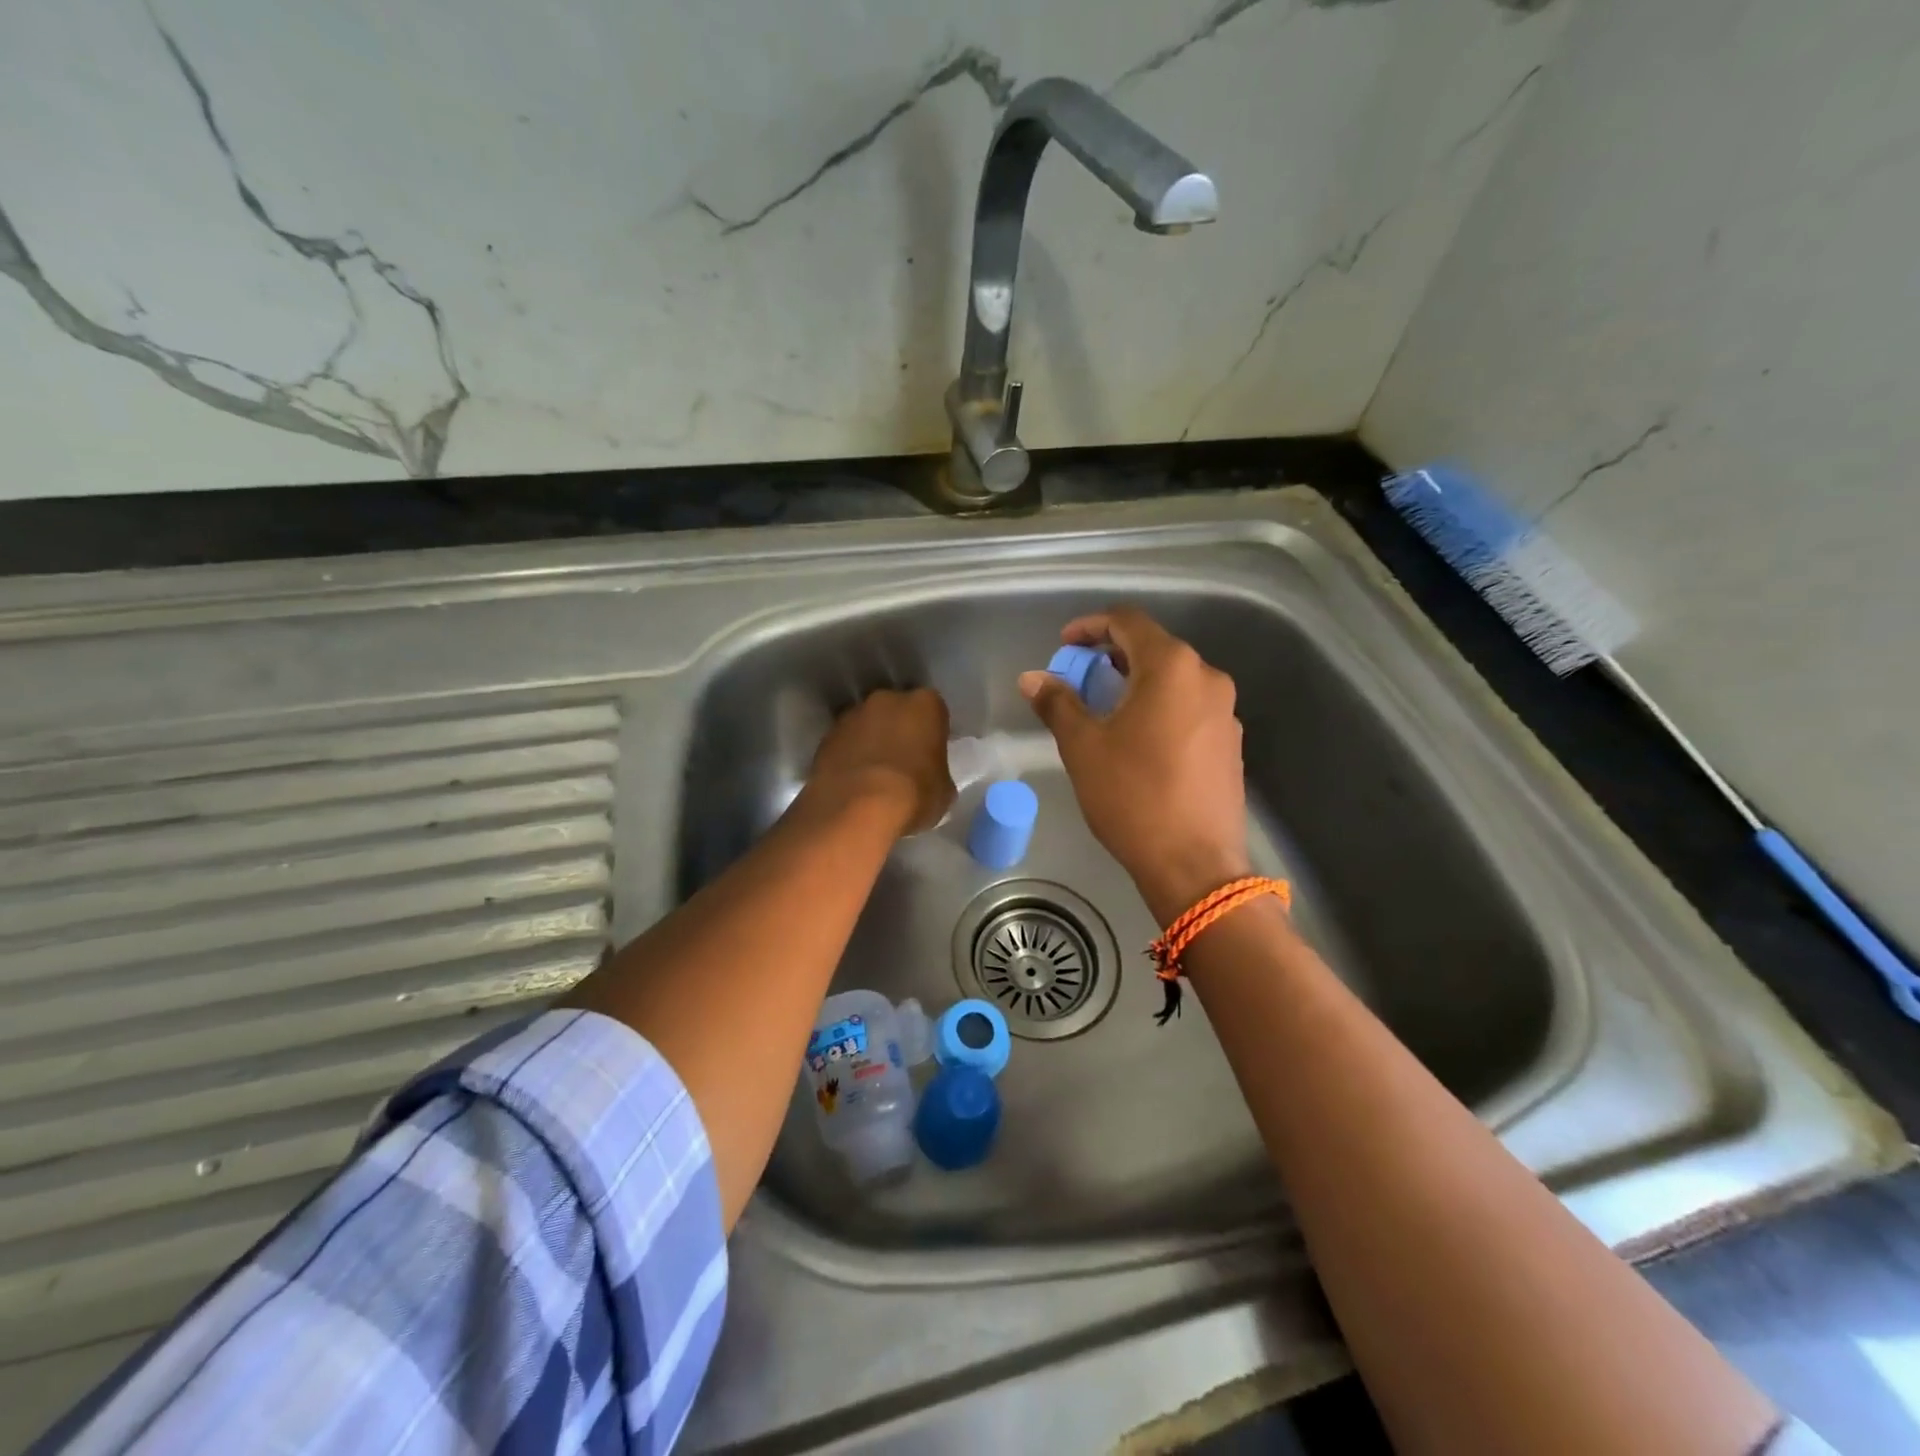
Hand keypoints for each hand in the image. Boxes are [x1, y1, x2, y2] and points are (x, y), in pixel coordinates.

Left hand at [802, 687, 954, 835]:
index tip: (931, 753)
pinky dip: (849, 756)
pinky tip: (853, 782)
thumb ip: (938, 773)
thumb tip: (931, 778)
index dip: (932, 732)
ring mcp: (852, 715)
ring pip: (867, 724)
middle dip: (899, 730)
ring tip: (874, 774)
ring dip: (871, 741)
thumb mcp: (944, 791)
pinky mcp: (826, 736)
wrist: (856, 809)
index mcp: (925, 704)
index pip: (934, 710)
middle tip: (903, 761)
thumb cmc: (913, 795)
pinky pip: (845, 743)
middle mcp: (887, 699)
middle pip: (897, 710)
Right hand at [1019, 609, 1250, 924]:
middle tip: (1079, 678)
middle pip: (1154, 648)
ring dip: (1136, 683)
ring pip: (1174, 679)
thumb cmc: (1132, 796)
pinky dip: (1160, 707)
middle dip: (1111, 656)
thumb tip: (1032, 678)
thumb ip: (1058, 703)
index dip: (1090, 626)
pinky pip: (1190, 706)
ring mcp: (1225, 711)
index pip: (1128, 621)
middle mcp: (1206, 678)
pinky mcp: (1230, 742)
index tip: (1064, 646)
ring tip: (1104, 709)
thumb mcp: (1084, 747)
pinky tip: (1138, 739)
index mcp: (1171, 667)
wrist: (1195, 865)